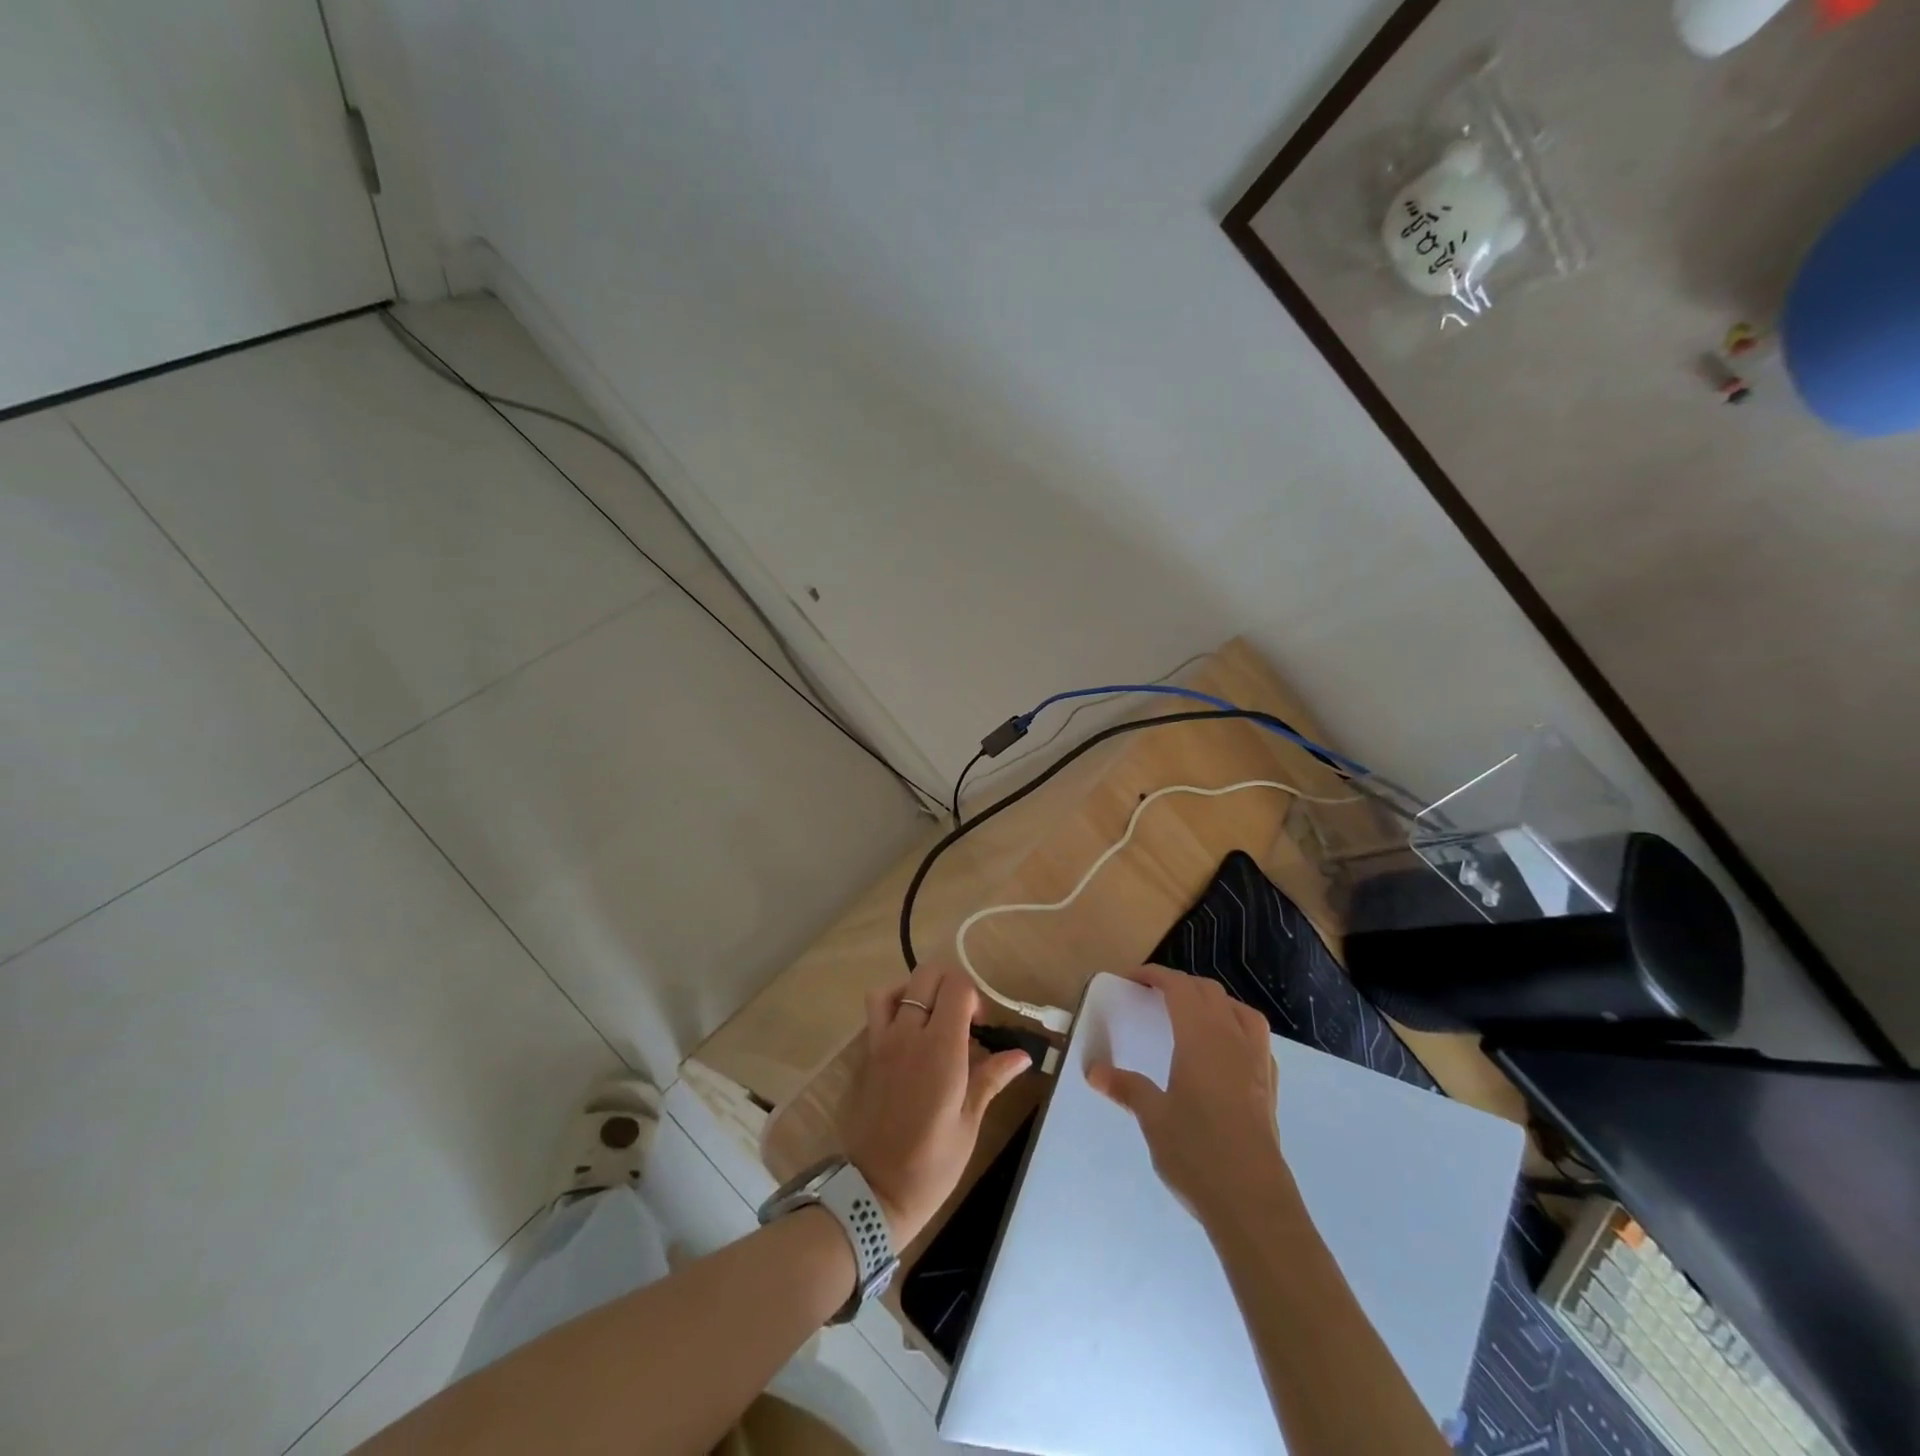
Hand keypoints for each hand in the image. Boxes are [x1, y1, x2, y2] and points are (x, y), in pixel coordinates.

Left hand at [839, 960, 1030, 1245]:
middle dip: (950, 986)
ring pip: (895, 988)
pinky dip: (894, 1007)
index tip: (981, 1027)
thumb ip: (991, 1077)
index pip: (956, 987)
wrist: (875, 1190)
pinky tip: (909, 1036)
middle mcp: (908, 1035)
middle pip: (927, 975)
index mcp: (940, 1049)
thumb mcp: (969, 1121)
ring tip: (932, 1019)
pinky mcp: (866, 1054)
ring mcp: (882, 1042)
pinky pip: (877, 1011)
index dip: (974, 997)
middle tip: (962, 1020)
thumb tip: (1022, 1055)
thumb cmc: (932, 1163)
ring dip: (917, 992)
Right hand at [1087, 966, 1293, 1230]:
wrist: (1254, 1203)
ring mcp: (1257, 1063)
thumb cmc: (1197, 1152)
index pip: (1180, 988)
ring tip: (1194, 1016)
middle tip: (1155, 996)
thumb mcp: (1153, 1118)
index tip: (1133, 978)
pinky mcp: (1270, 1087)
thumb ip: (1126, 1087)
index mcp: (1201, 1038)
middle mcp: (1232, 1040)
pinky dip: (1238, 1029)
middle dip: (1182, 985)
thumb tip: (1093, 1070)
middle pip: (1210, 993)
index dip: (1157, 976)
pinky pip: (1257, 1039)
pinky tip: (1226, 1052)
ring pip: (1240, 1011)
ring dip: (1214, 1002)